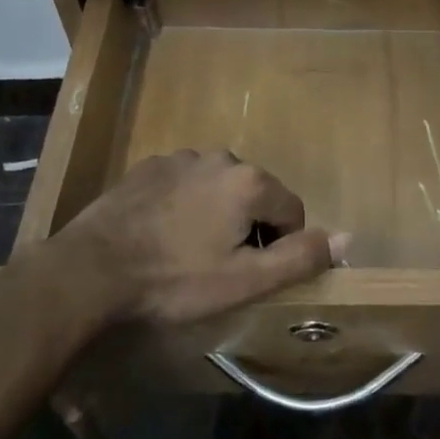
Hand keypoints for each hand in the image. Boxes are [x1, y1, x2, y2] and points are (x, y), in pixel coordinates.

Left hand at [43, 150, 343, 325]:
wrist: (92, 269)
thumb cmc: (175, 279)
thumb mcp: (245, 280)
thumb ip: (299, 257)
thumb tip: (347, 237)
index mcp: (250, 182)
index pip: (291, 211)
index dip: (281, 245)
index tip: (252, 272)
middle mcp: (221, 157)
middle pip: (255, 195)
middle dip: (248, 226)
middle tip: (219, 265)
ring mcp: (181, 158)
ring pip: (219, 187)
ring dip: (216, 213)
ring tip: (187, 251)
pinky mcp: (149, 166)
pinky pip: (185, 183)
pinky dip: (185, 204)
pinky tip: (161, 233)